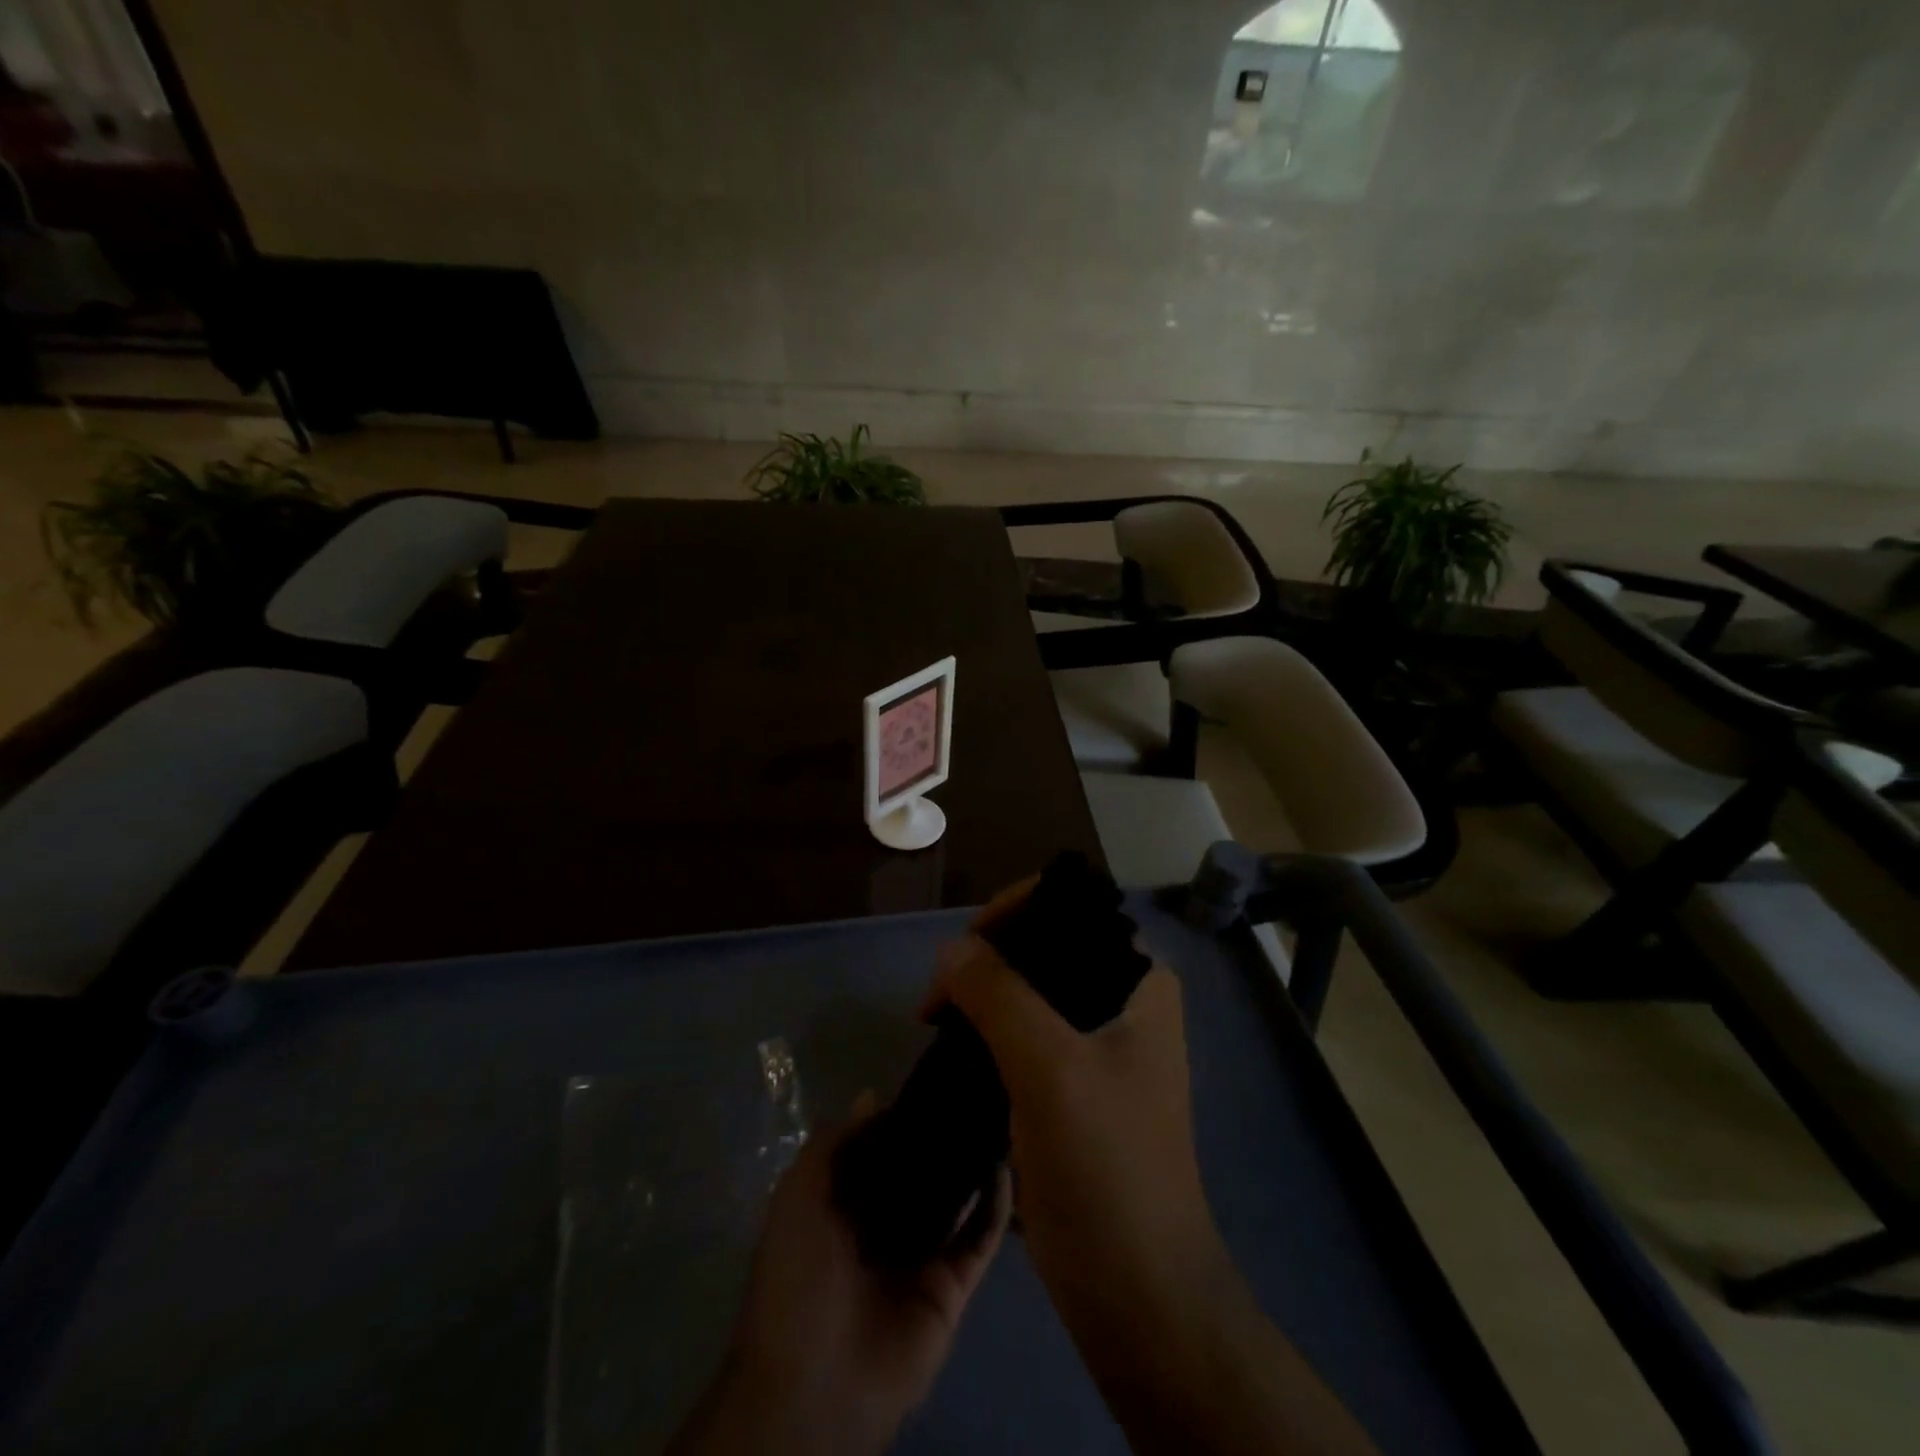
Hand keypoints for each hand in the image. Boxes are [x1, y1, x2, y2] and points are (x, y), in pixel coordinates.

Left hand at [669, 1098, 1010, 1455]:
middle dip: (940, 1140)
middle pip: (919, 1174)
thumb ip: (833, 1145)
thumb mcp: (798, 1198)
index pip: (877, 1152)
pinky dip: (995, 1206)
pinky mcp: (951, 1288)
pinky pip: (979, 1240)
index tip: (928, 1082)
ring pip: (955, 1202)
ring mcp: (920, 1258)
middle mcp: (883, 1228)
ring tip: (996, 1117)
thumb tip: (873, 1096)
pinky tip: (1004, 1166)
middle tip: (970, 1094)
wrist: (814, 1388)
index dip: (899, 1119)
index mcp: (842, 1208)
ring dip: (973, 1166)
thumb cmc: (797, 1280)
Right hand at [924, 881, 1380, 1455]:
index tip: (963, 947)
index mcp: (1139, 981)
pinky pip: (1022, 1037)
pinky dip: (986, 1036)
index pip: (1072, 909)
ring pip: (1028, 994)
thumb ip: (998, 994)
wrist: (1136, 1292)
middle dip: (987, 961)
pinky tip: (952, 1052)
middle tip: (939, 997)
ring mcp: (1099, 1047)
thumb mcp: (1049, 1067)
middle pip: (1044, 949)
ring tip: (937, 1023)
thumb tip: (952, 950)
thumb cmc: (1105, 1167)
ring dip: (980, 1001)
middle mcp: (1123, 1002)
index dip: (1013, 911)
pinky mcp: (1073, 1087)